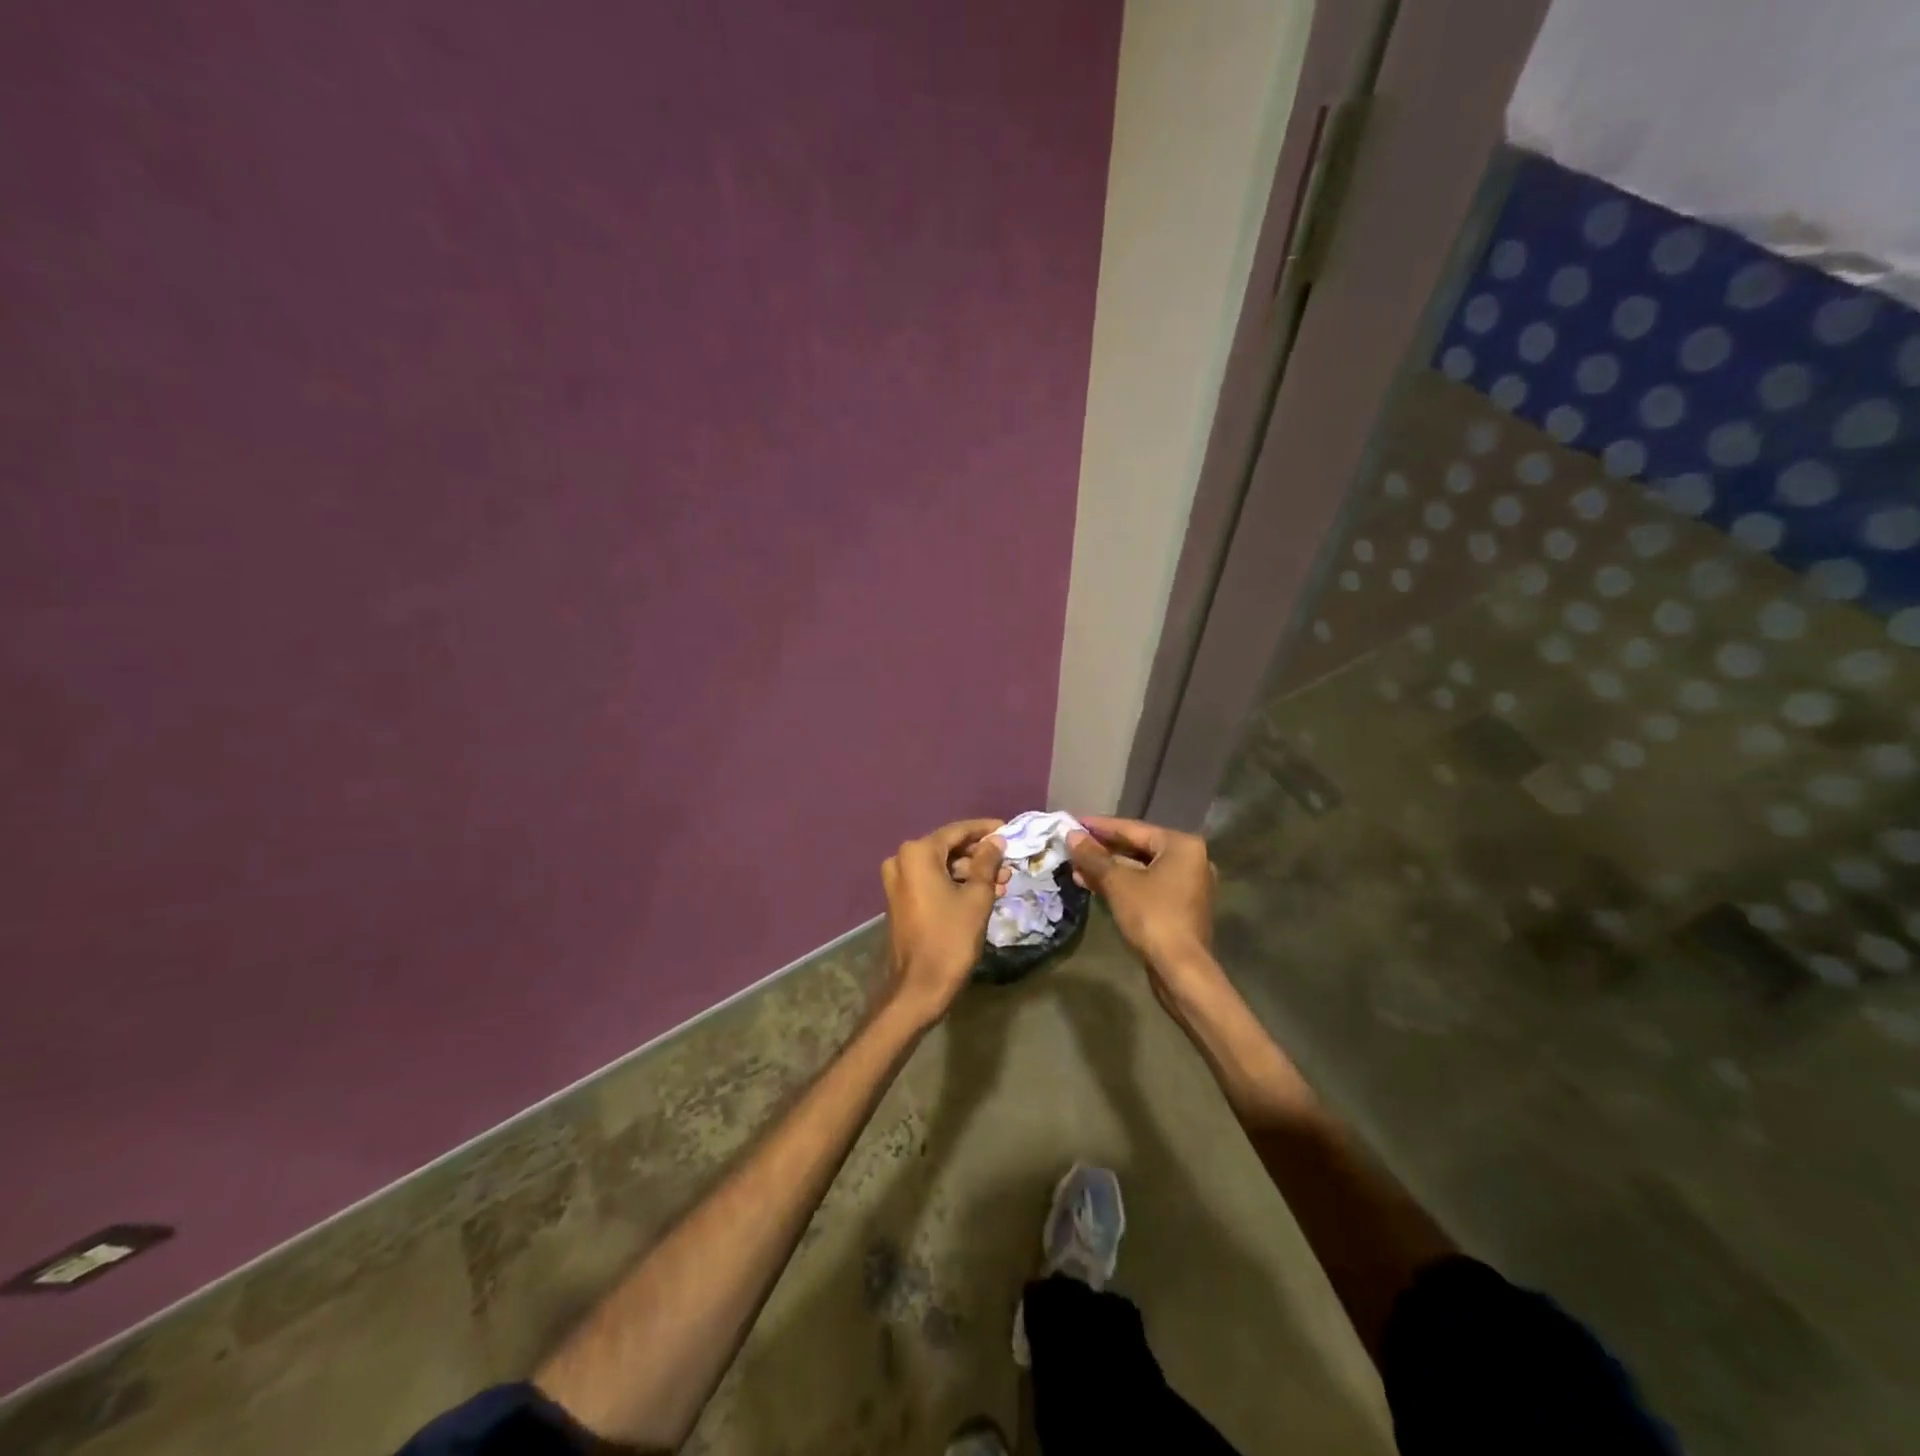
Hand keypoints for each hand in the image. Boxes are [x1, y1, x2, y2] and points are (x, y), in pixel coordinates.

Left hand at [881, 819, 1006, 1024]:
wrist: (919, 986)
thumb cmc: (951, 937)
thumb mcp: (977, 897)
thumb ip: (987, 863)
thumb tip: (996, 841)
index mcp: (918, 853)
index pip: (957, 831)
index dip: (985, 830)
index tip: (1008, 829)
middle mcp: (902, 861)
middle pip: (948, 848)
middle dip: (980, 855)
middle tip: (1008, 862)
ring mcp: (898, 881)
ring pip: (942, 867)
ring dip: (971, 872)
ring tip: (1003, 881)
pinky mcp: (901, 900)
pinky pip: (932, 882)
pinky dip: (956, 884)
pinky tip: (983, 893)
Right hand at [1067, 816, 1217, 995]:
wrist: (1180, 969)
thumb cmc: (1152, 916)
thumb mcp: (1117, 882)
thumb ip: (1093, 856)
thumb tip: (1071, 835)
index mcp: (1181, 845)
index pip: (1133, 828)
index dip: (1099, 826)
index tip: (1073, 822)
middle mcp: (1190, 859)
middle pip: (1137, 848)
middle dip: (1102, 850)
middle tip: (1072, 846)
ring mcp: (1187, 884)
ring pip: (1140, 869)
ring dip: (1108, 869)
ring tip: (1075, 868)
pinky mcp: (1179, 906)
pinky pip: (1146, 885)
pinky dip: (1122, 884)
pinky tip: (1093, 885)